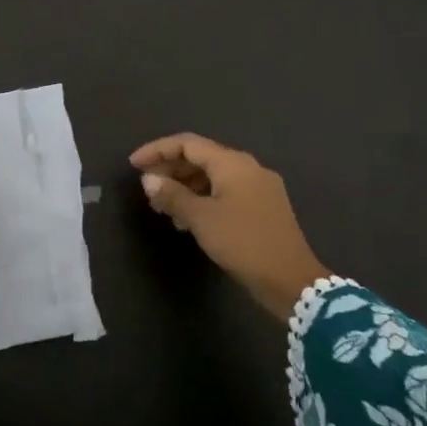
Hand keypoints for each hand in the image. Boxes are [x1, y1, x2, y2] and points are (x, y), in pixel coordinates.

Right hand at [130, 133, 329, 321]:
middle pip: (201, 158)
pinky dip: (203, 199)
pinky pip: (225, 192)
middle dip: (170, 170)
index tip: (134, 164)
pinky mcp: (264, 207)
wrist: (292, 282)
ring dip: (185, 187)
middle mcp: (248, 168)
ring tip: (163, 208)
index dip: (157, 150)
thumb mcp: (201, 219)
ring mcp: (259, 188)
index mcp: (233, 163)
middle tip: (146, 187)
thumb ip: (172, 195)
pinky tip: (188, 220)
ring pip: (213, 177)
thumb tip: (148, 179)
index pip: (187, 144)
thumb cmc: (243, 243)